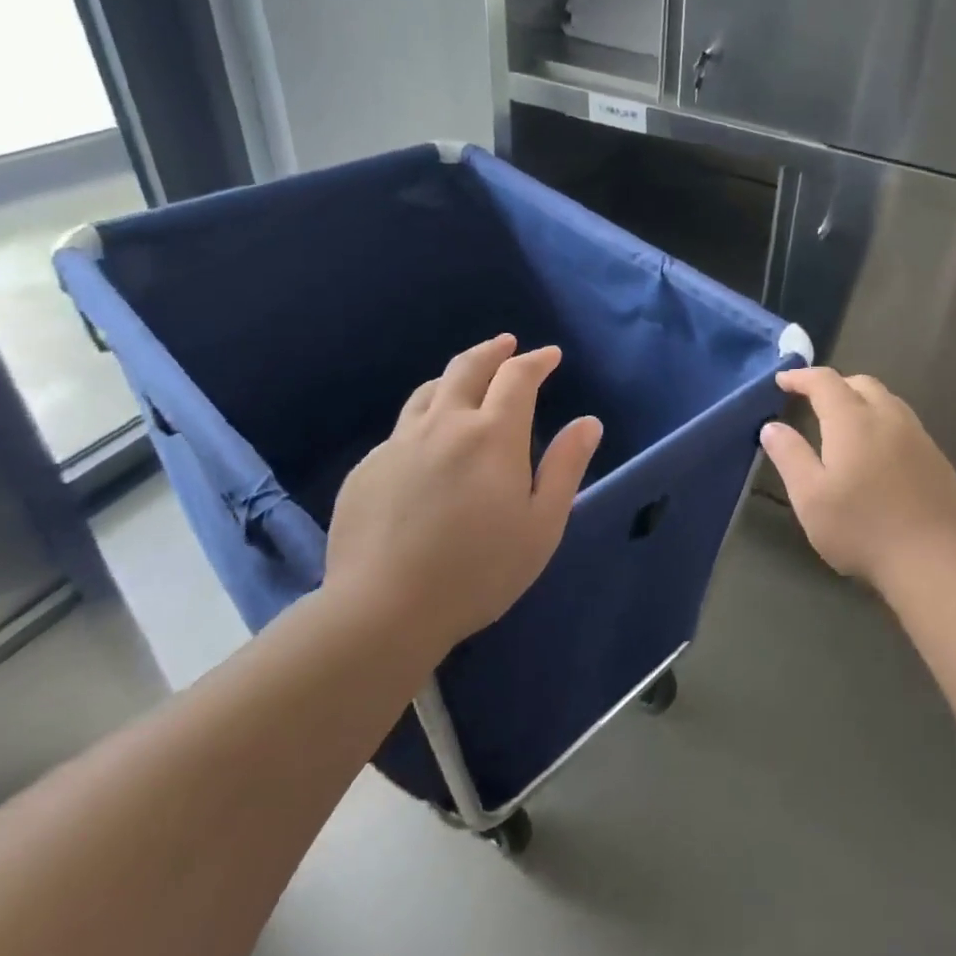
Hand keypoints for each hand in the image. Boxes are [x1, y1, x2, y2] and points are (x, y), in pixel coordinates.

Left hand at [325, 334, 602, 658]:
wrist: (382, 611)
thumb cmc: (479, 571)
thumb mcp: (542, 524)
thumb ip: (566, 467)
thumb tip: (588, 422)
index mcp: (492, 435)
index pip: (517, 377)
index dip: (536, 360)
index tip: (550, 355)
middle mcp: (444, 425)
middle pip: (467, 368)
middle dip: (493, 351)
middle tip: (507, 344)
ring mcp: (398, 445)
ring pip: (428, 392)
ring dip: (454, 377)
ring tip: (467, 381)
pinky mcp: (366, 469)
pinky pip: (401, 430)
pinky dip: (425, 420)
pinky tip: (429, 445)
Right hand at [760, 367, 955, 591]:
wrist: (936, 560)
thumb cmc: (862, 528)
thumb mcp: (810, 497)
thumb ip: (790, 456)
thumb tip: (772, 426)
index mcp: (853, 420)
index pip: (824, 382)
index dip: (801, 377)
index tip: (782, 380)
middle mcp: (889, 417)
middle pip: (861, 383)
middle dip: (835, 384)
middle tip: (814, 400)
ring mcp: (919, 437)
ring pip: (888, 401)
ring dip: (863, 400)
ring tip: (846, 423)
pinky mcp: (938, 459)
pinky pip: (906, 424)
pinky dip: (884, 423)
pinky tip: (880, 452)